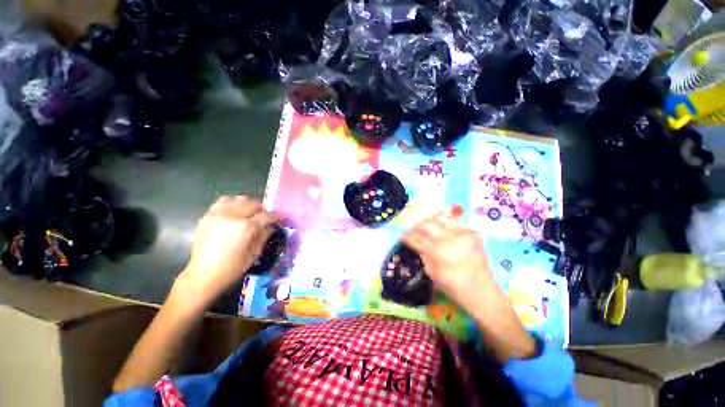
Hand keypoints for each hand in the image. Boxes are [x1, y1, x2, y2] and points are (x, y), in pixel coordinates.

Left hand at [175, 195, 279, 308]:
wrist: (203, 275)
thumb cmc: (232, 268)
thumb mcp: (254, 253)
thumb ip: (264, 235)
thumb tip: (272, 226)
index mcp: (245, 228)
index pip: (266, 215)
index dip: (275, 217)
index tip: (279, 220)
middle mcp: (232, 216)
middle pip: (254, 204)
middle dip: (263, 211)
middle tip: (265, 219)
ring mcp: (218, 214)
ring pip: (239, 199)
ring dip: (249, 205)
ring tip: (250, 214)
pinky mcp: (208, 216)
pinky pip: (223, 201)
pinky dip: (232, 204)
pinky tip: (235, 212)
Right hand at [401, 214, 493, 309]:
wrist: (482, 292)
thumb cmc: (454, 288)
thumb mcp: (433, 274)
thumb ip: (423, 256)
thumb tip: (415, 244)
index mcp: (438, 252)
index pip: (417, 239)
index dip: (406, 236)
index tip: (401, 235)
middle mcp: (449, 239)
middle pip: (427, 225)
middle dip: (416, 226)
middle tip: (412, 230)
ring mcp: (462, 234)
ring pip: (440, 221)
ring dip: (430, 224)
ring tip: (425, 228)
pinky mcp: (472, 234)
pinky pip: (454, 225)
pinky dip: (445, 228)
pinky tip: (443, 234)